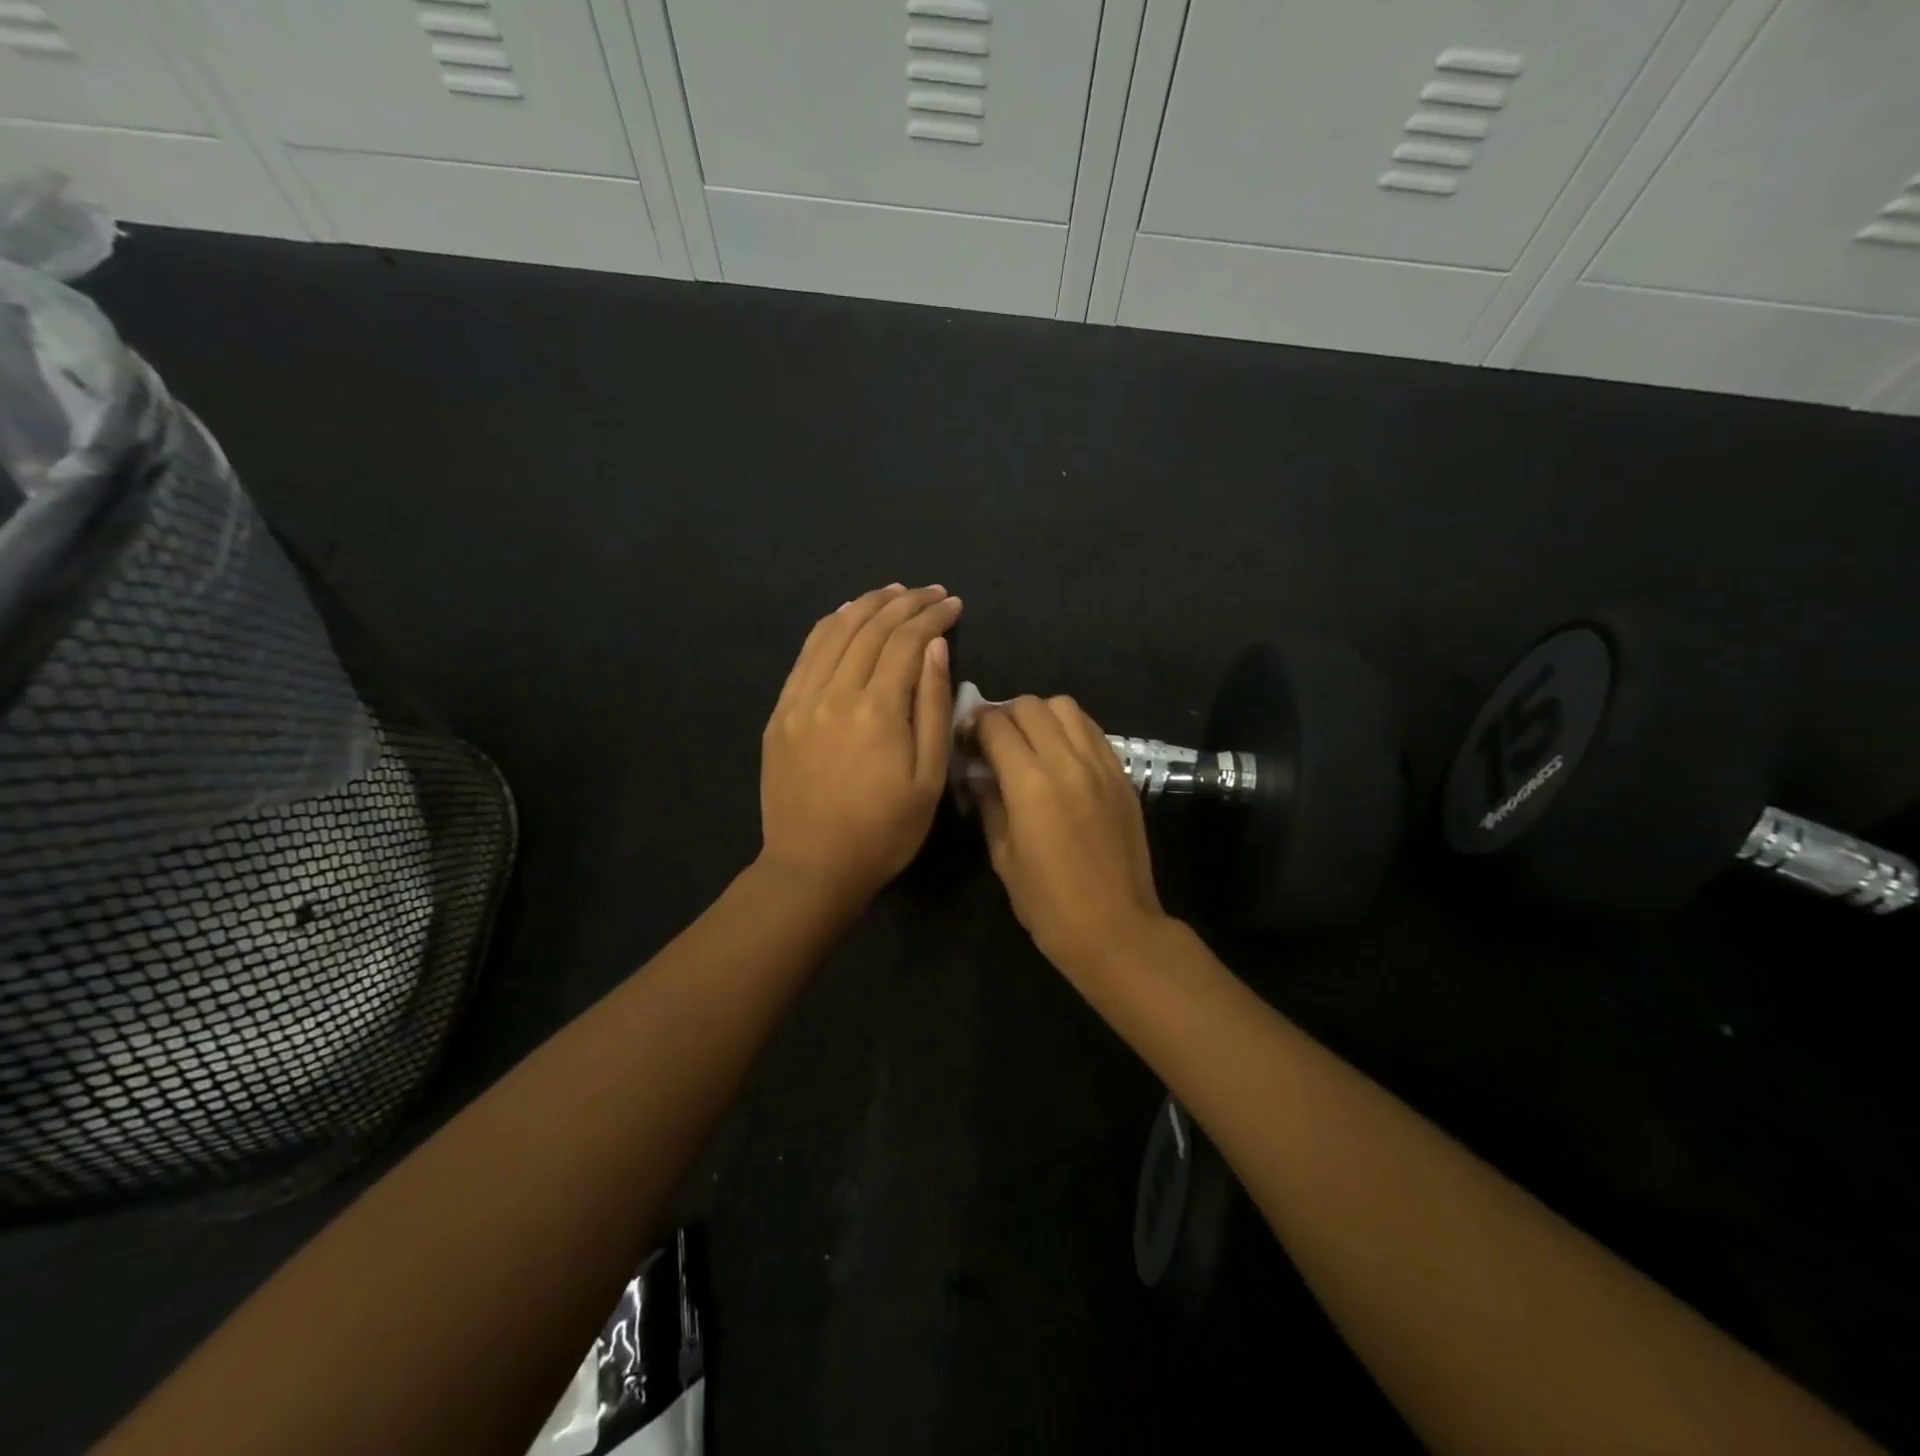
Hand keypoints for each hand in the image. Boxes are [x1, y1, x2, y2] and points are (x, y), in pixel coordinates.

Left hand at [759, 583, 962, 909]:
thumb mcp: (928, 779)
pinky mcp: (781, 712)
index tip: (954, 604)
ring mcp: (801, 699)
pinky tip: (845, 615)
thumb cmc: (884, 832)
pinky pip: (806, 654)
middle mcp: (835, 692)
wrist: (812, 867)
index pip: (907, 642)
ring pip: (835, 632)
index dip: (933, 617)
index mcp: (878, 710)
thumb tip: (936, 648)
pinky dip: (829, 626)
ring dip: (867, 605)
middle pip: (871, 628)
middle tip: (931, 592)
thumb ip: (933, 708)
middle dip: (905, 603)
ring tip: (893, 592)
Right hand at [975, 696, 1167, 976]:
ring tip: (1032, 743)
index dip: (975, 725)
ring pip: (1066, 707)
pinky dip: (1071, 730)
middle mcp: (1067, 761)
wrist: (1115, 927)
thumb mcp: (1003, 856)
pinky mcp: (1122, 774)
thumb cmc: (1048, 903)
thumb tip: (981, 773)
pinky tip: (1062, 755)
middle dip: (1005, 715)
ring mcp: (1101, 765)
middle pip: (1030, 706)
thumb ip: (990, 804)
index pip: (996, 725)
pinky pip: (1093, 731)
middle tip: (996, 741)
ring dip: (1041, 716)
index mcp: (1030, 783)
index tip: (967, 740)